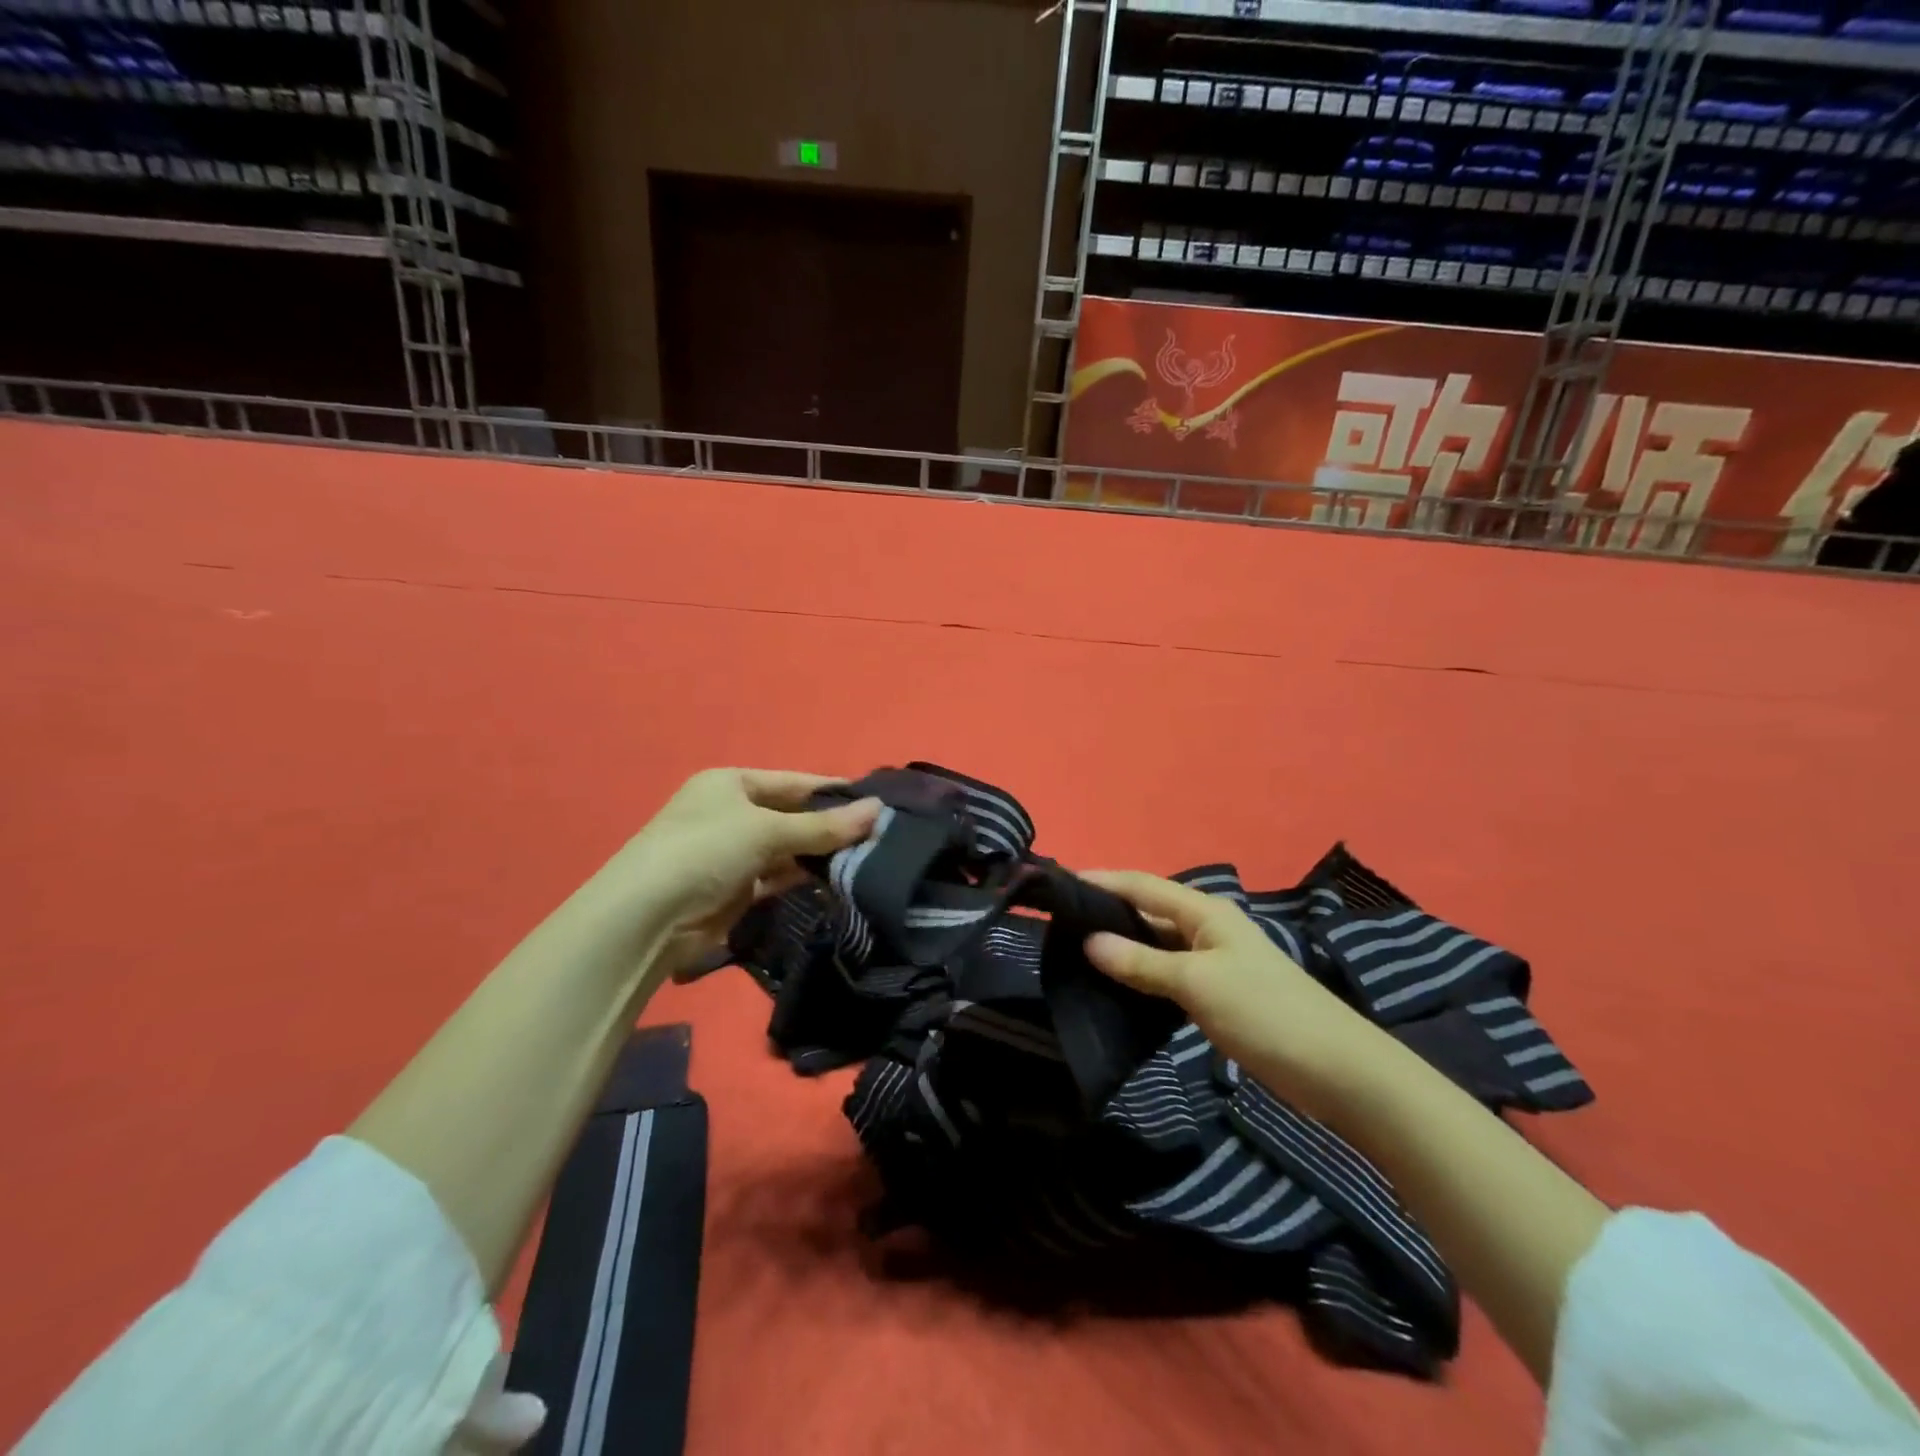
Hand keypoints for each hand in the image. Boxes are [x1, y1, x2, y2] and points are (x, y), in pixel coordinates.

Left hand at [608, 769, 880, 981]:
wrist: (647, 918)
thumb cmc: (705, 850)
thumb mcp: (767, 830)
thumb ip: (823, 826)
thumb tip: (878, 809)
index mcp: (730, 783)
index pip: (794, 782)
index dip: (832, 790)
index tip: (877, 801)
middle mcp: (731, 813)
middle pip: (792, 815)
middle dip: (830, 825)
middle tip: (879, 835)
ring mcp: (732, 852)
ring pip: (787, 848)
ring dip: (819, 854)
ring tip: (869, 857)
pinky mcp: (735, 889)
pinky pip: (778, 876)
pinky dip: (803, 877)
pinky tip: (837, 879)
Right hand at [1080, 870, 1377, 1115]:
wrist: (1339, 1071)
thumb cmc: (1265, 1012)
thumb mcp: (1197, 983)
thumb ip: (1141, 962)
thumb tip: (1088, 941)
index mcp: (1205, 911)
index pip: (1142, 885)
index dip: (1101, 881)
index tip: (1058, 882)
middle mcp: (1207, 927)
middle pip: (1148, 910)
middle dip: (1106, 911)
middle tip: (1058, 921)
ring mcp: (1214, 961)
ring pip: (1156, 943)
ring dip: (1121, 945)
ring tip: (1074, 950)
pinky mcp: (1218, 993)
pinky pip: (1168, 972)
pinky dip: (1140, 974)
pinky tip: (1116, 986)